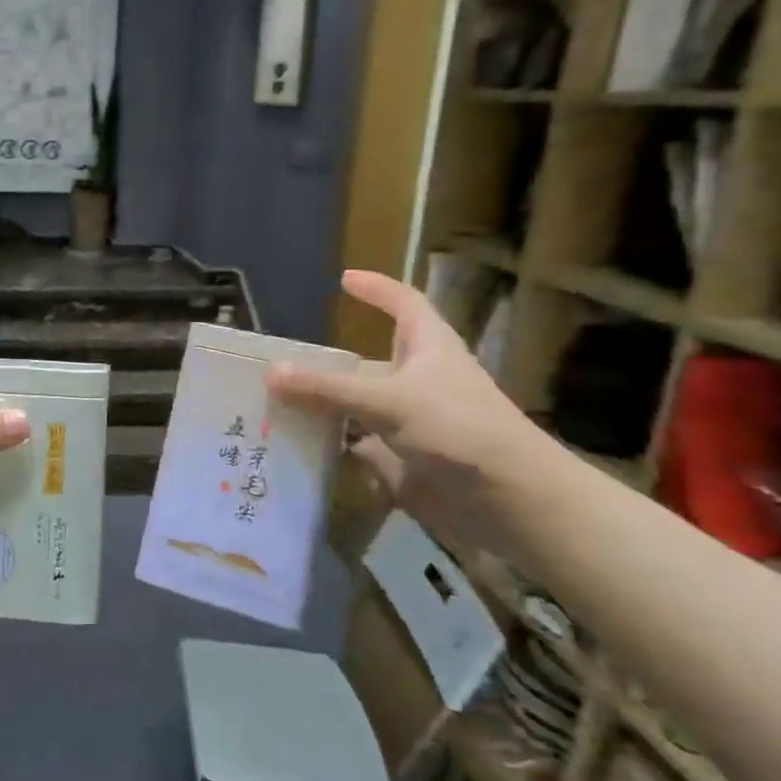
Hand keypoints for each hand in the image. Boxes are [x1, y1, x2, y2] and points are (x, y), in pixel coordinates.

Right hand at [267, 271, 546, 549]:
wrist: (509, 500)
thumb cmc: (458, 429)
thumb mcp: (388, 400)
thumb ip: (327, 389)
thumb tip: (271, 372)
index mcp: (428, 348)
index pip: (404, 303)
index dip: (378, 289)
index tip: (344, 280)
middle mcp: (418, 380)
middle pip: (367, 362)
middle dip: (328, 363)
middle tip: (279, 364)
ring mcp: (411, 421)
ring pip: (358, 406)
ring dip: (323, 406)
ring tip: (272, 405)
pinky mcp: (404, 458)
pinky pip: (359, 445)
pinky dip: (332, 446)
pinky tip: (297, 446)